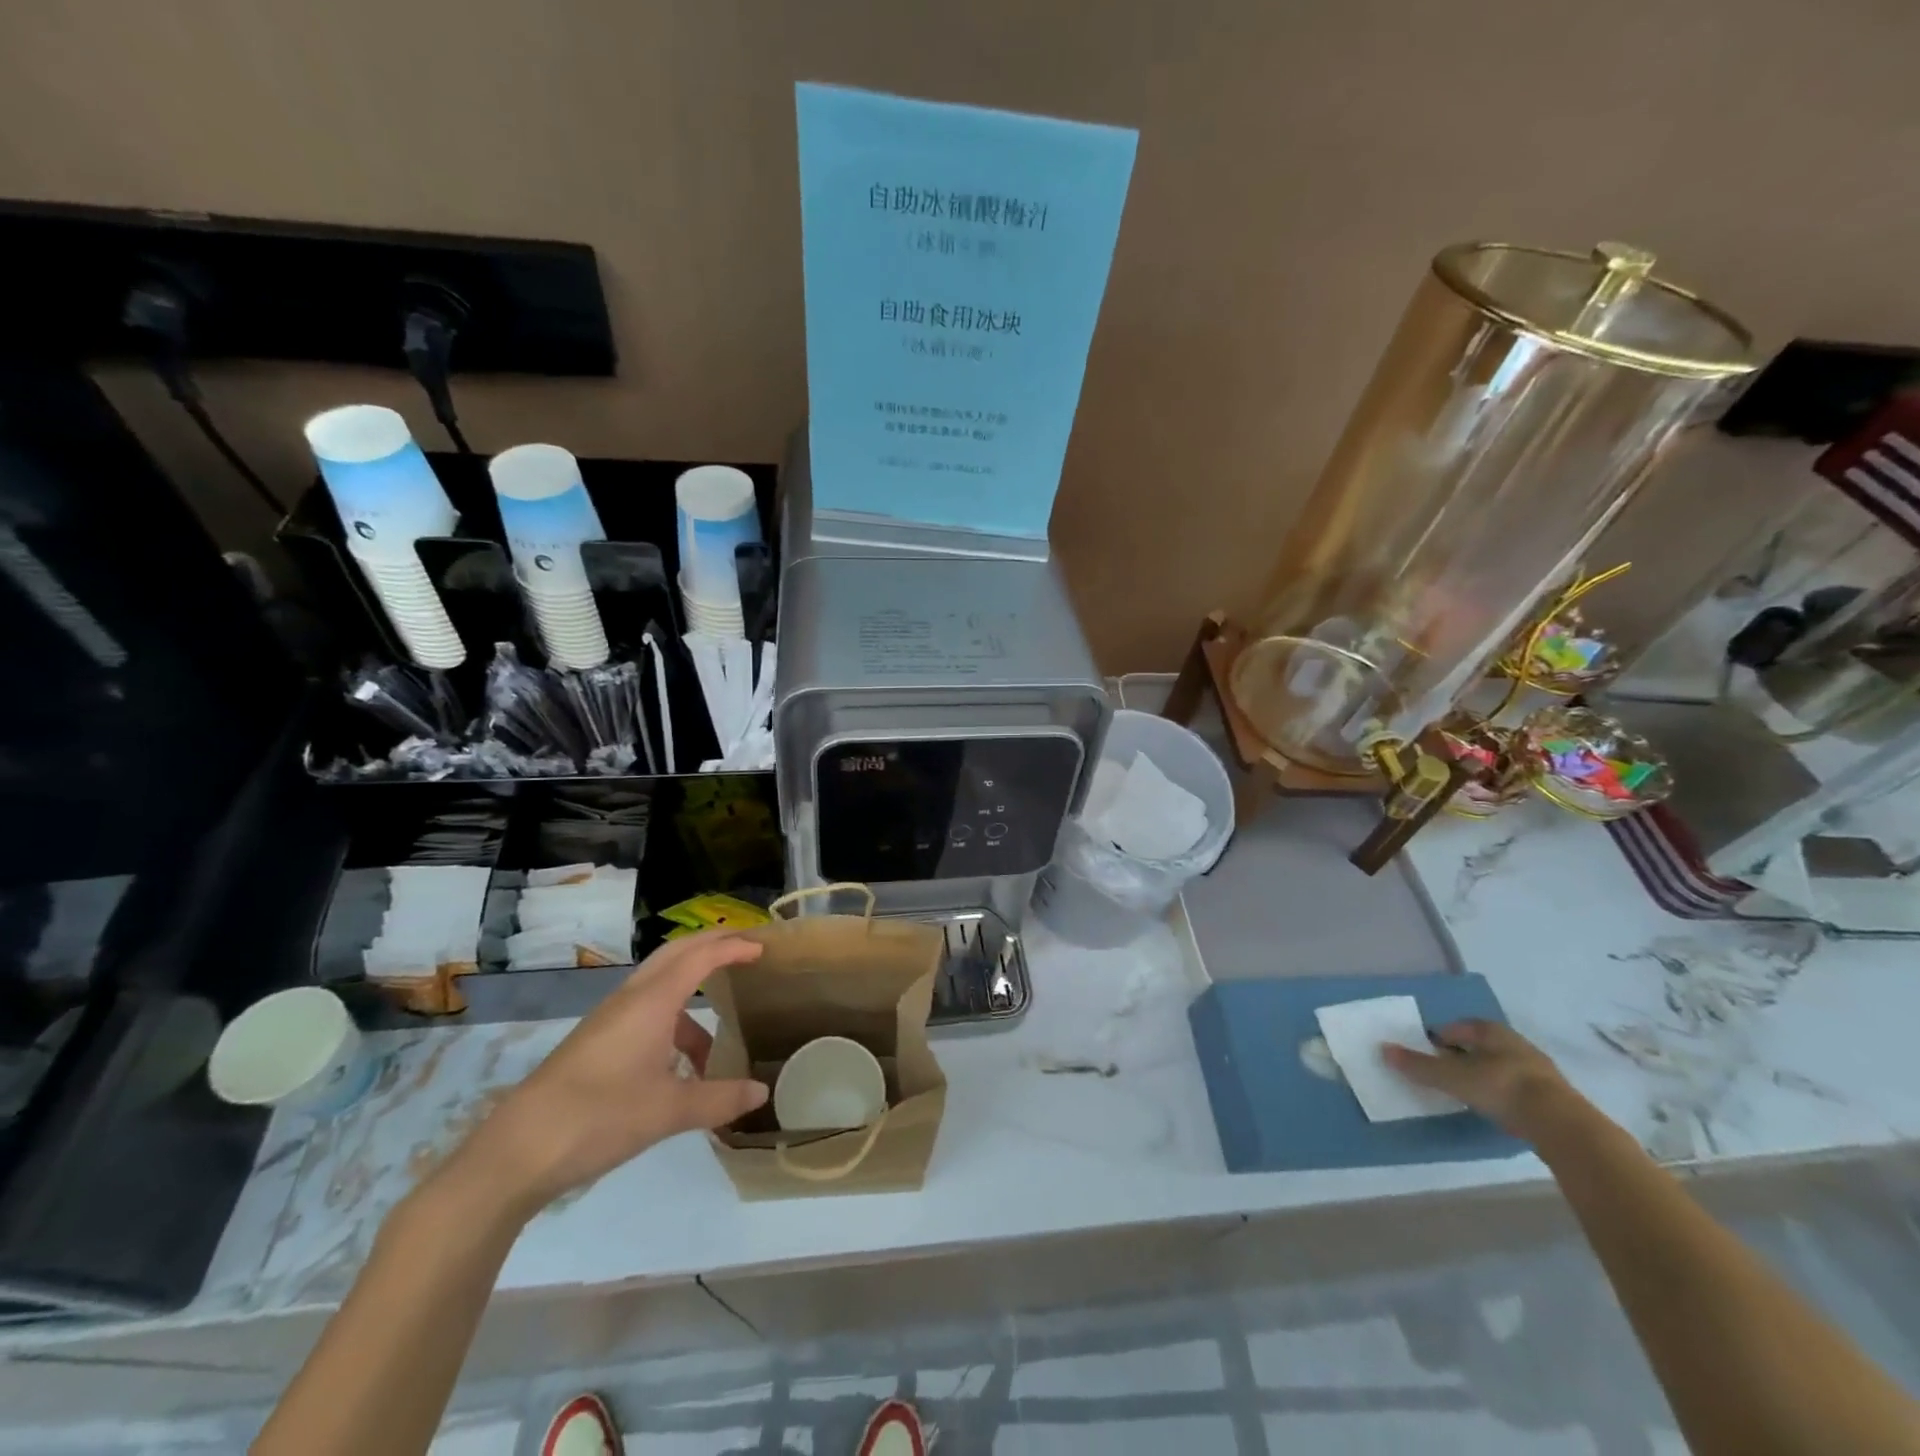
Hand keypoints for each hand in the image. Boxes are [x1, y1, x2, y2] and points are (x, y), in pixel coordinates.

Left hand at [454, 933, 768, 1215]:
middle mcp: (631, 998)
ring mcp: (610, 1019)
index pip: (701, 956)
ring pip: (660, 984)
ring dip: (692, 991)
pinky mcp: (596, 1041)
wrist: (517, 1151)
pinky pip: (646, 1011)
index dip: (734, 946)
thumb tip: (760, 1093)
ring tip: (720, 1029)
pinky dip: (673, 1021)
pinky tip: (680, 1067)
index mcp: (652, 1002)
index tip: (764, 948)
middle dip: (712, 945)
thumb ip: (720, 1099)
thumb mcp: (669, 1112)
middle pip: (677, 953)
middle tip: (746, 950)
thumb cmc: (600, 1117)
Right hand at [1382, 1018, 1579, 1139]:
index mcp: (1490, 1030)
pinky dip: (1503, 1093)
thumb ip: (1419, 1065)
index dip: (1440, 1037)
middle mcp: (1514, 1042)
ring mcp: (1537, 1069)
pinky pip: (1517, 1087)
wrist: (1562, 1124)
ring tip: (1468, 1091)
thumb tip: (1383, 1049)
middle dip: (1462, 1055)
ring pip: (1500, 1066)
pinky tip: (1496, 1107)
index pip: (1457, 1026)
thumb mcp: (1452, 1077)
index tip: (1427, 1053)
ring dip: (1484, 1075)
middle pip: (1479, 1045)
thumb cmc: (1501, 1087)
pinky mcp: (1552, 1096)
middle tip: (1444, 1071)